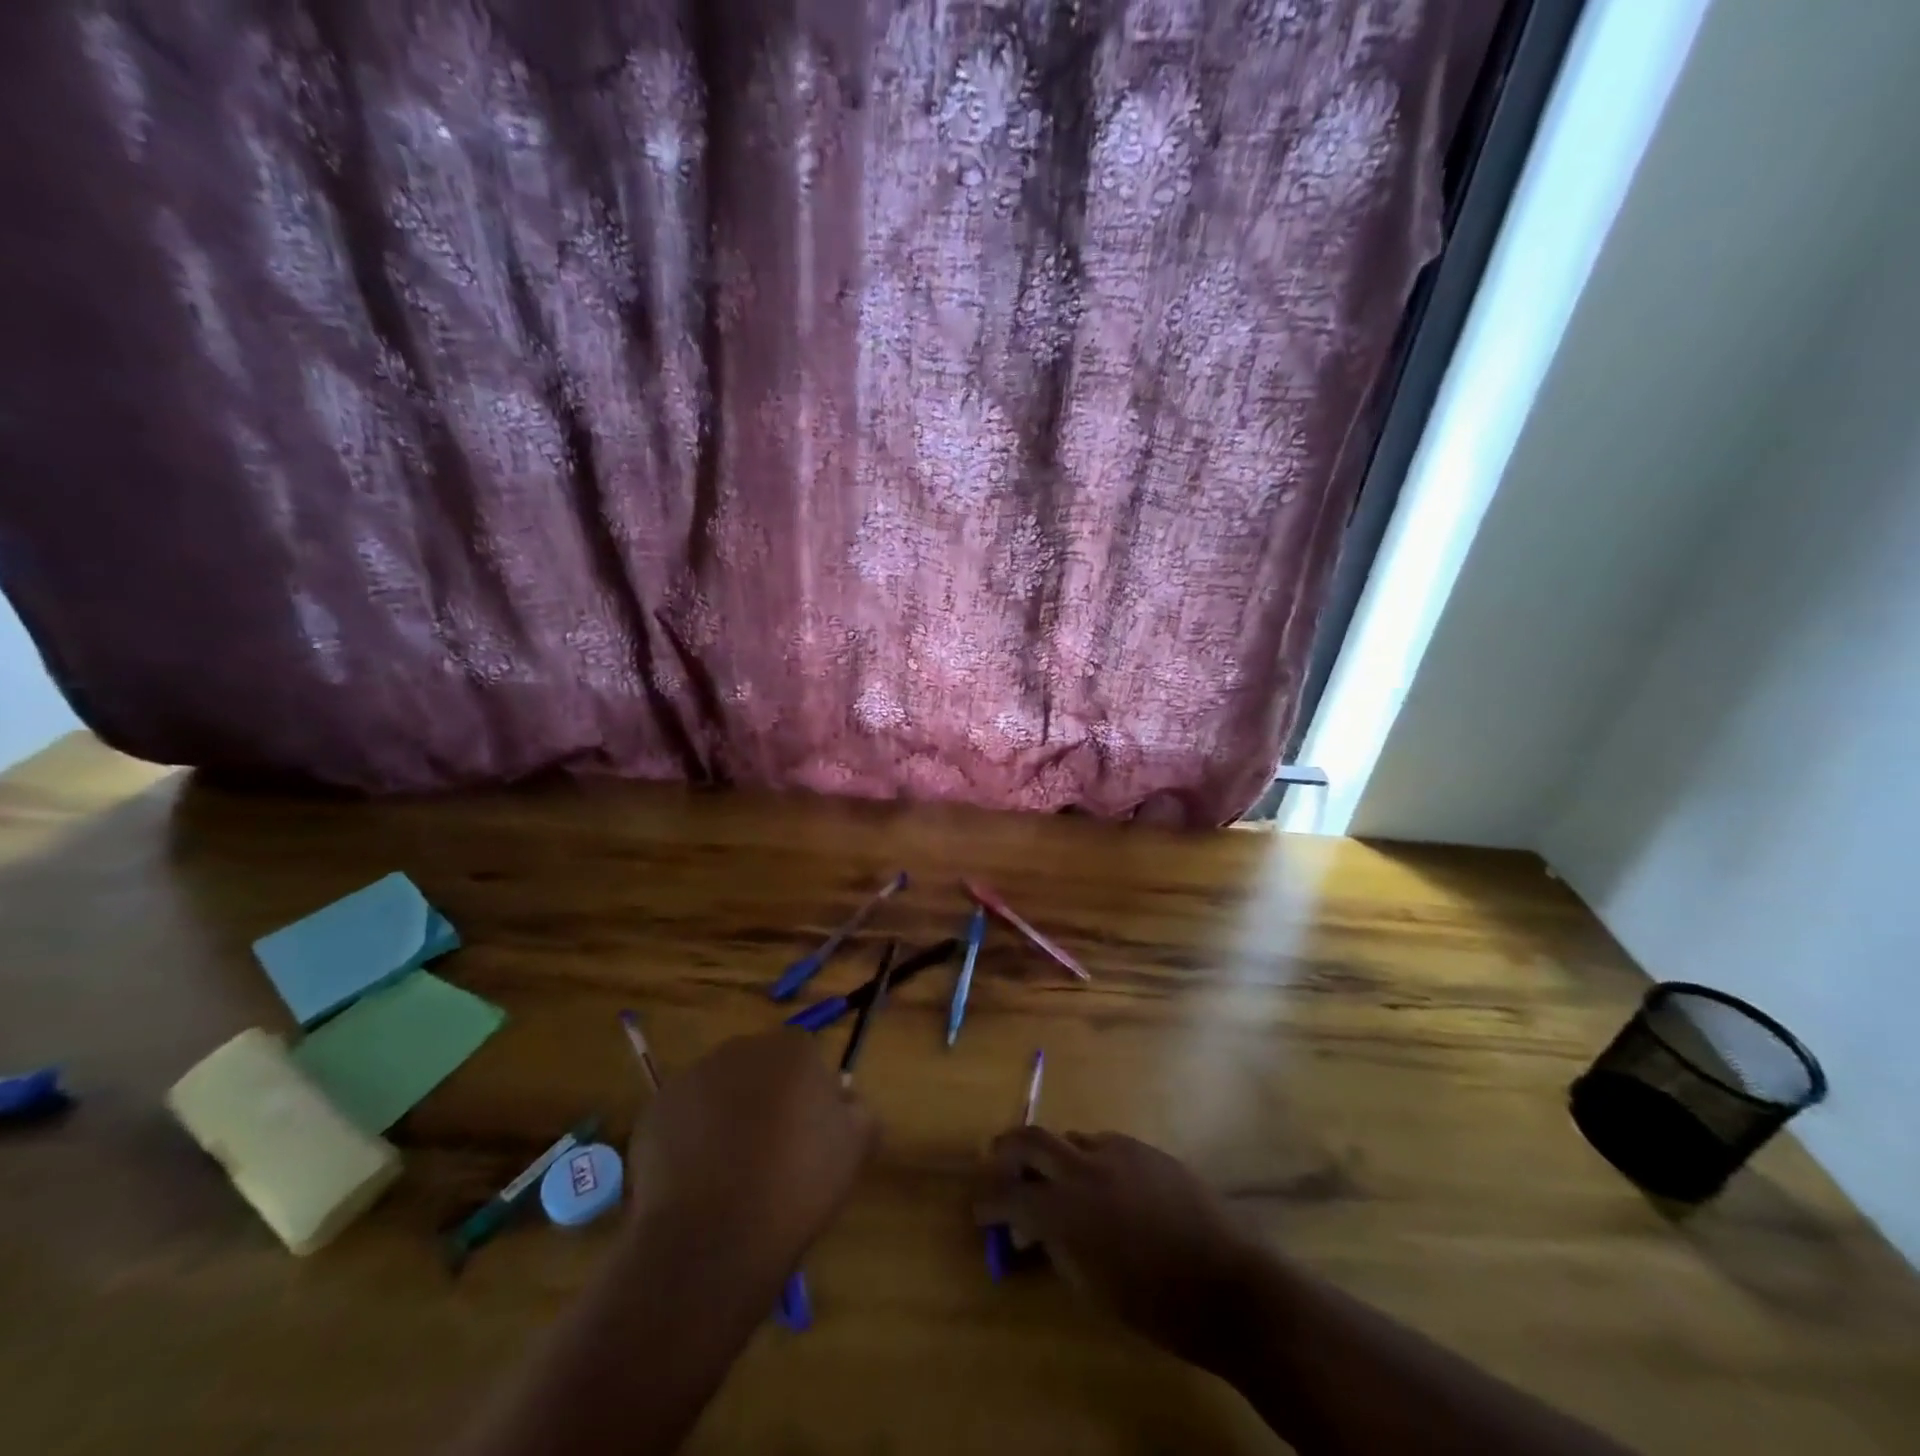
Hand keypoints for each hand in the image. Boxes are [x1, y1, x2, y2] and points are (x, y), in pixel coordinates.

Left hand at [626, 1031, 874, 1271]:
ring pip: (719, 1089)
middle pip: (760, 1068)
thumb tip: (845, 1101)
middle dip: (766, 1098)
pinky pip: (682, 1117)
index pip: (806, 1059)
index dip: (808, 1097)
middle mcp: (742, 1048)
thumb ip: (859, 1111)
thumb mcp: (856, 1148)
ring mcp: (693, 1075)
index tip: (808, 1137)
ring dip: (726, 1115)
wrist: (713, 1237)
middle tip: (770, 1152)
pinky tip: (697, 1180)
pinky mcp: (655, 1109)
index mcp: (794, 1049)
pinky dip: (689, 1139)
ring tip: (729, 1173)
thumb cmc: (796, 1185)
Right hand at [974, 1129, 1261, 1373]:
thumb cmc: (1155, 1304)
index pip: (1009, 1194)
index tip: (979, 1208)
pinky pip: (1104, 1145)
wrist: (1228, 1282)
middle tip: (995, 1160)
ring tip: (1056, 1182)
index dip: (988, 1200)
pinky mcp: (1144, 1148)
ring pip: (1070, 1140)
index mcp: (1066, 1210)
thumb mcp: (1091, 1286)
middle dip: (1006, 1149)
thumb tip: (1030, 1230)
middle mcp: (1084, 1168)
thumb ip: (1055, 1247)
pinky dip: (1090, 1160)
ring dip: (1054, 1157)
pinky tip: (1103, 1185)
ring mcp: (1117, 1151)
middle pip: (1030, 1139)